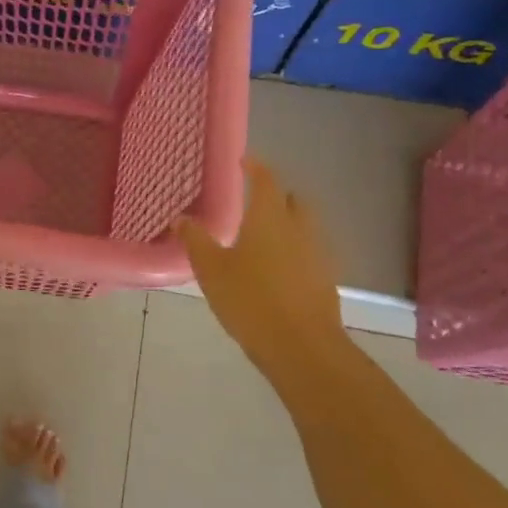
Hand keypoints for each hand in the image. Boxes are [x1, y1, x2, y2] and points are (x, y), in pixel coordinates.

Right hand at [177, 158, 347, 371]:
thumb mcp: (211, 270)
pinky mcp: (325, 279)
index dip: (255, 167)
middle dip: (275, 195)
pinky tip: (276, 268)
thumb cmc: (250, 300)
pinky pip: (309, 252)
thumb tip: (181, 218)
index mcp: (269, 218)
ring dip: (286, 223)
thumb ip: (196, 240)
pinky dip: (294, 250)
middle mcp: (299, 228)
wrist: (301, 346)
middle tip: (252, 200)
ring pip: (304, 226)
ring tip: (261, 236)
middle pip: (292, 200)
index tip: (244, 160)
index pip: (266, 180)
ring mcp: (317, 254)